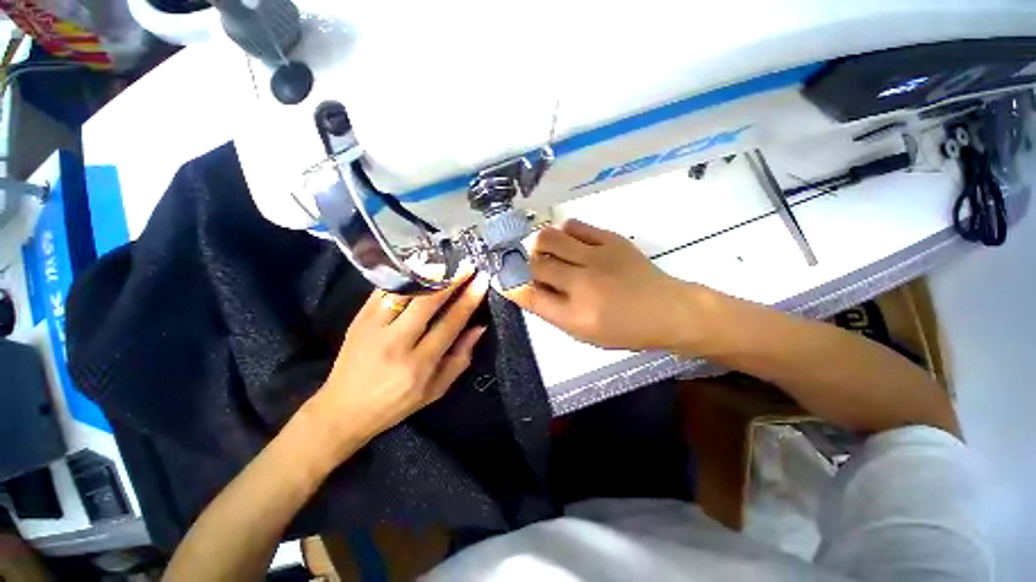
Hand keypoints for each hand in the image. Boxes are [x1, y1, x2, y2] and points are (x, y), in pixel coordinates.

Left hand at [306, 271, 489, 460]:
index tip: (481, 280)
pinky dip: (404, 277)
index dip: (468, 300)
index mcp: (419, 364)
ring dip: (428, 274)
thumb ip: (460, 358)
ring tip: (445, 261)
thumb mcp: (436, 390)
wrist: (343, 409)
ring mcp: (373, 327)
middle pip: (428, 302)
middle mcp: (396, 343)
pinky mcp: (359, 319)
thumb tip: (479, 327)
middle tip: (467, 265)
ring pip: (404, 292)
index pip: (450, 323)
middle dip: (451, 280)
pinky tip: (418, 267)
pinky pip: (385, 290)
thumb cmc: (396, 403)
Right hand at [506, 220, 695, 350]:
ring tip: (545, 252)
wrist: (667, 310)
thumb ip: (552, 311)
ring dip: (538, 245)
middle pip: (533, 264)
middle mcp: (582, 284)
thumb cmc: (624, 330)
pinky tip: (568, 242)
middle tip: (527, 267)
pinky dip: (563, 233)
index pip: (528, 296)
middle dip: (522, 265)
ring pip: (548, 238)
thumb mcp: (583, 333)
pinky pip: (573, 225)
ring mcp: (597, 257)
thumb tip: (526, 288)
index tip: (504, 279)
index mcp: (576, 315)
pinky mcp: (611, 239)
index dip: (510, 285)